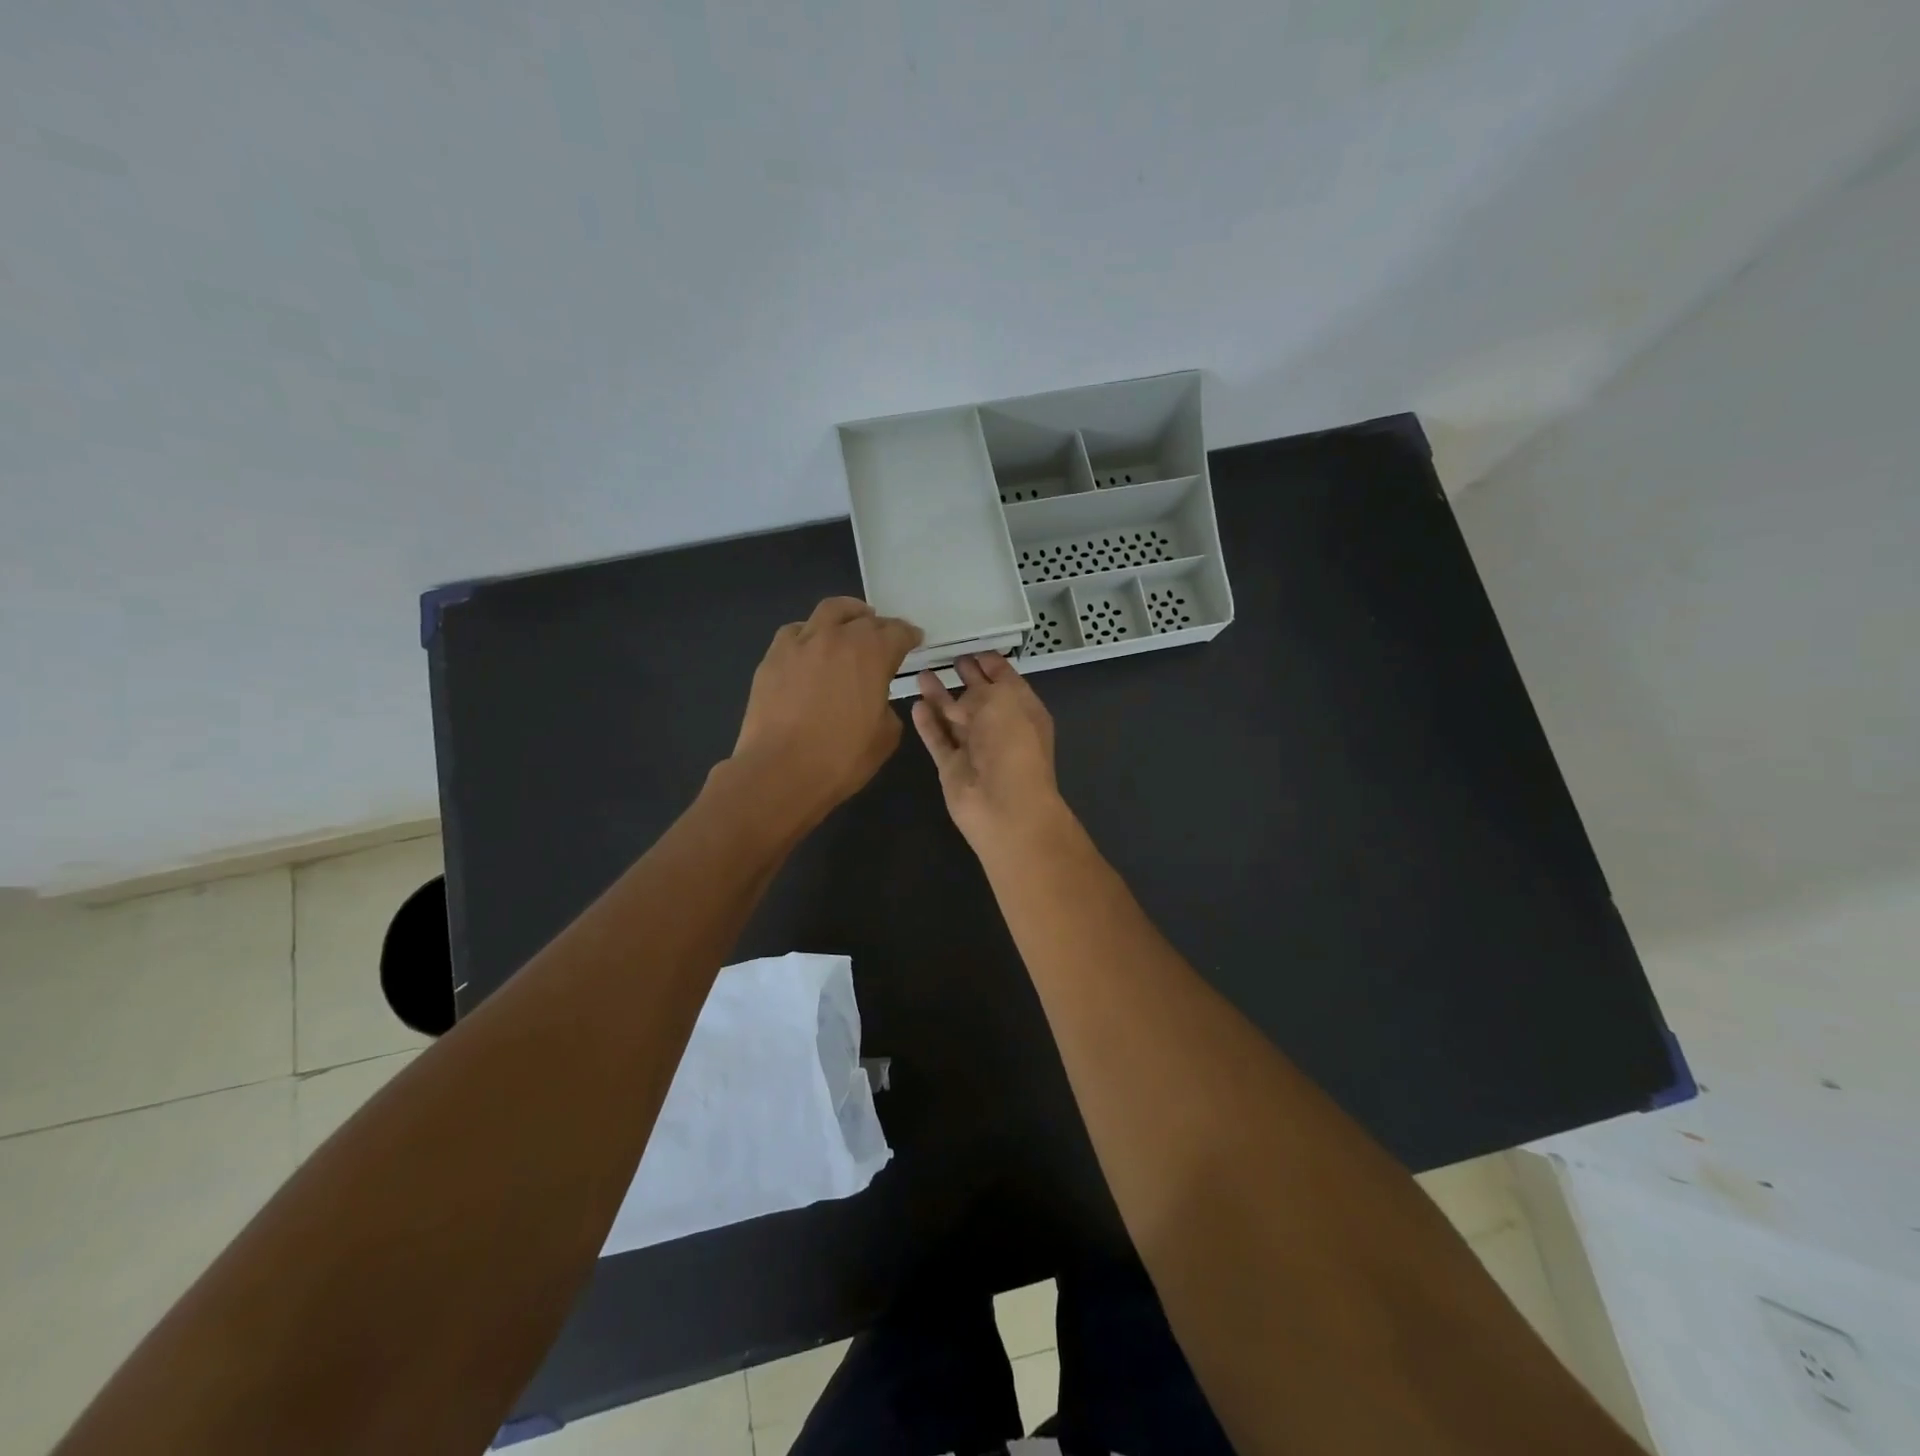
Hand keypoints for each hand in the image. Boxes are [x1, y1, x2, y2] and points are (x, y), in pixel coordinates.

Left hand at [730, 597, 921, 828]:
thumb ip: (887, 707)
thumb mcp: (886, 737)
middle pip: (864, 618)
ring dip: (846, 615)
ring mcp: (801, 643)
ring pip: (828, 612)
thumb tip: (875, 699)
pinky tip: (811, 649)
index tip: (914, 639)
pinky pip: (795, 632)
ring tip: (850, 626)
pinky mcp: (773, 656)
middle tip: (884, 637)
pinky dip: (810, 634)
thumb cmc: (841, 758)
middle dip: (879, 625)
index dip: (909, 635)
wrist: (780, 771)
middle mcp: (837, 637)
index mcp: (872, 654)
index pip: (898, 632)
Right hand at [910, 654, 1064, 850]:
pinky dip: (928, 724)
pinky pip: (938, 740)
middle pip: (980, 698)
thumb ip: (981, 691)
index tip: (975, 650)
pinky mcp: (952, 768)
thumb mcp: (1003, 702)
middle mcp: (1001, 728)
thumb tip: (962, 698)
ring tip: (922, 674)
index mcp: (1023, 710)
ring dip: (940, 697)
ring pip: (954, 717)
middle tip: (950, 658)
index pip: (1007, 681)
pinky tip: (916, 705)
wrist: (1004, 807)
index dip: (993, 665)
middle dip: (967, 678)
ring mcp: (975, 750)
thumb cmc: (1013, 746)